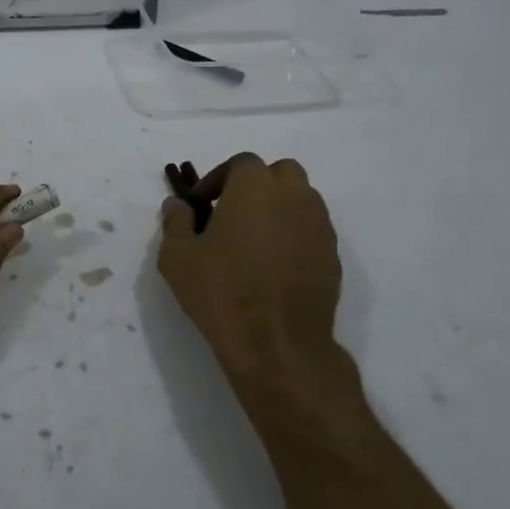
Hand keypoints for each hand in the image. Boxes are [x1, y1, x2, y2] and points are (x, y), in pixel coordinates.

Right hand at [158, 155, 365, 436]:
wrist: (277, 344)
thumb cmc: (221, 292)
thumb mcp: (178, 257)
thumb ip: (176, 221)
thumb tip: (178, 204)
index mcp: (255, 186)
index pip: (240, 164)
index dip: (218, 180)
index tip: (201, 205)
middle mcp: (294, 196)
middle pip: (280, 173)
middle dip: (257, 186)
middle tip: (232, 213)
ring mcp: (319, 226)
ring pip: (301, 200)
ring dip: (278, 208)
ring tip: (254, 240)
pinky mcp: (333, 256)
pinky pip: (312, 231)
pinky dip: (294, 235)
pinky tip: (275, 265)